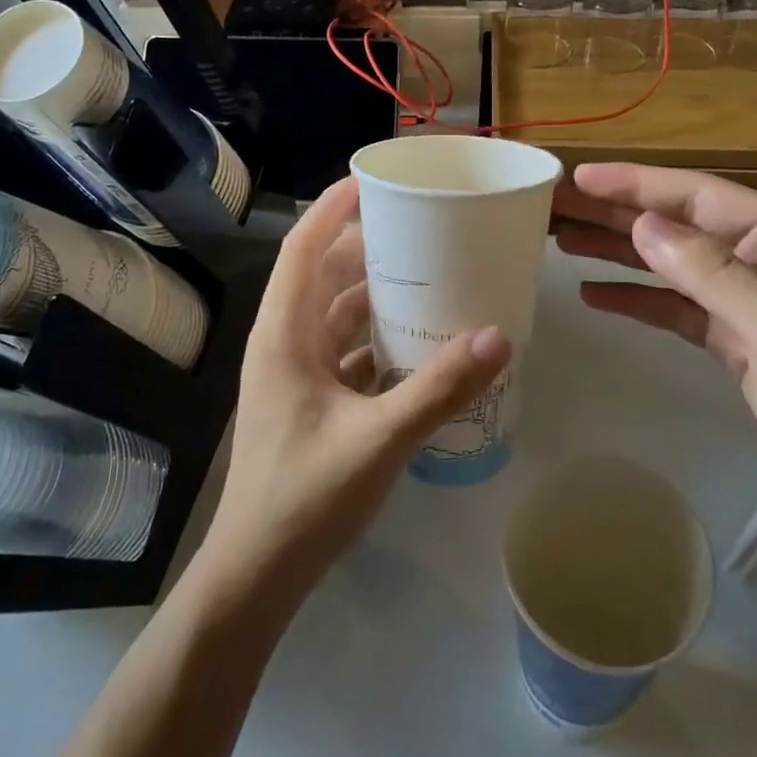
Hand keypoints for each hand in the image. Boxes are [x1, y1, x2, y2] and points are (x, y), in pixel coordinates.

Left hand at [204, 177, 511, 601]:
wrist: (257, 575)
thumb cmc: (305, 497)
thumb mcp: (380, 439)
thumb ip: (440, 388)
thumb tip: (499, 337)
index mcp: (284, 334)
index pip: (302, 248)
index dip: (333, 209)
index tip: (372, 181)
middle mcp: (284, 343)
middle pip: (321, 275)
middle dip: (365, 248)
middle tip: (418, 230)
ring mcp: (294, 374)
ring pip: (333, 314)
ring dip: (372, 294)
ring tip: (424, 276)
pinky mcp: (308, 401)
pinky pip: (343, 350)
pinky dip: (374, 337)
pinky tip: (414, 342)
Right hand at [553, 162, 756, 532]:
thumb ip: (713, 274)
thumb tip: (643, 225)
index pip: (696, 194)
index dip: (635, 183)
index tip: (580, 176)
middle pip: (674, 223)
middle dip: (614, 212)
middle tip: (554, 204)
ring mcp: (745, 298)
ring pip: (667, 262)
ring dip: (616, 250)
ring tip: (561, 240)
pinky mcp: (733, 338)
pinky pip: (672, 307)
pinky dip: (634, 299)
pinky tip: (593, 295)